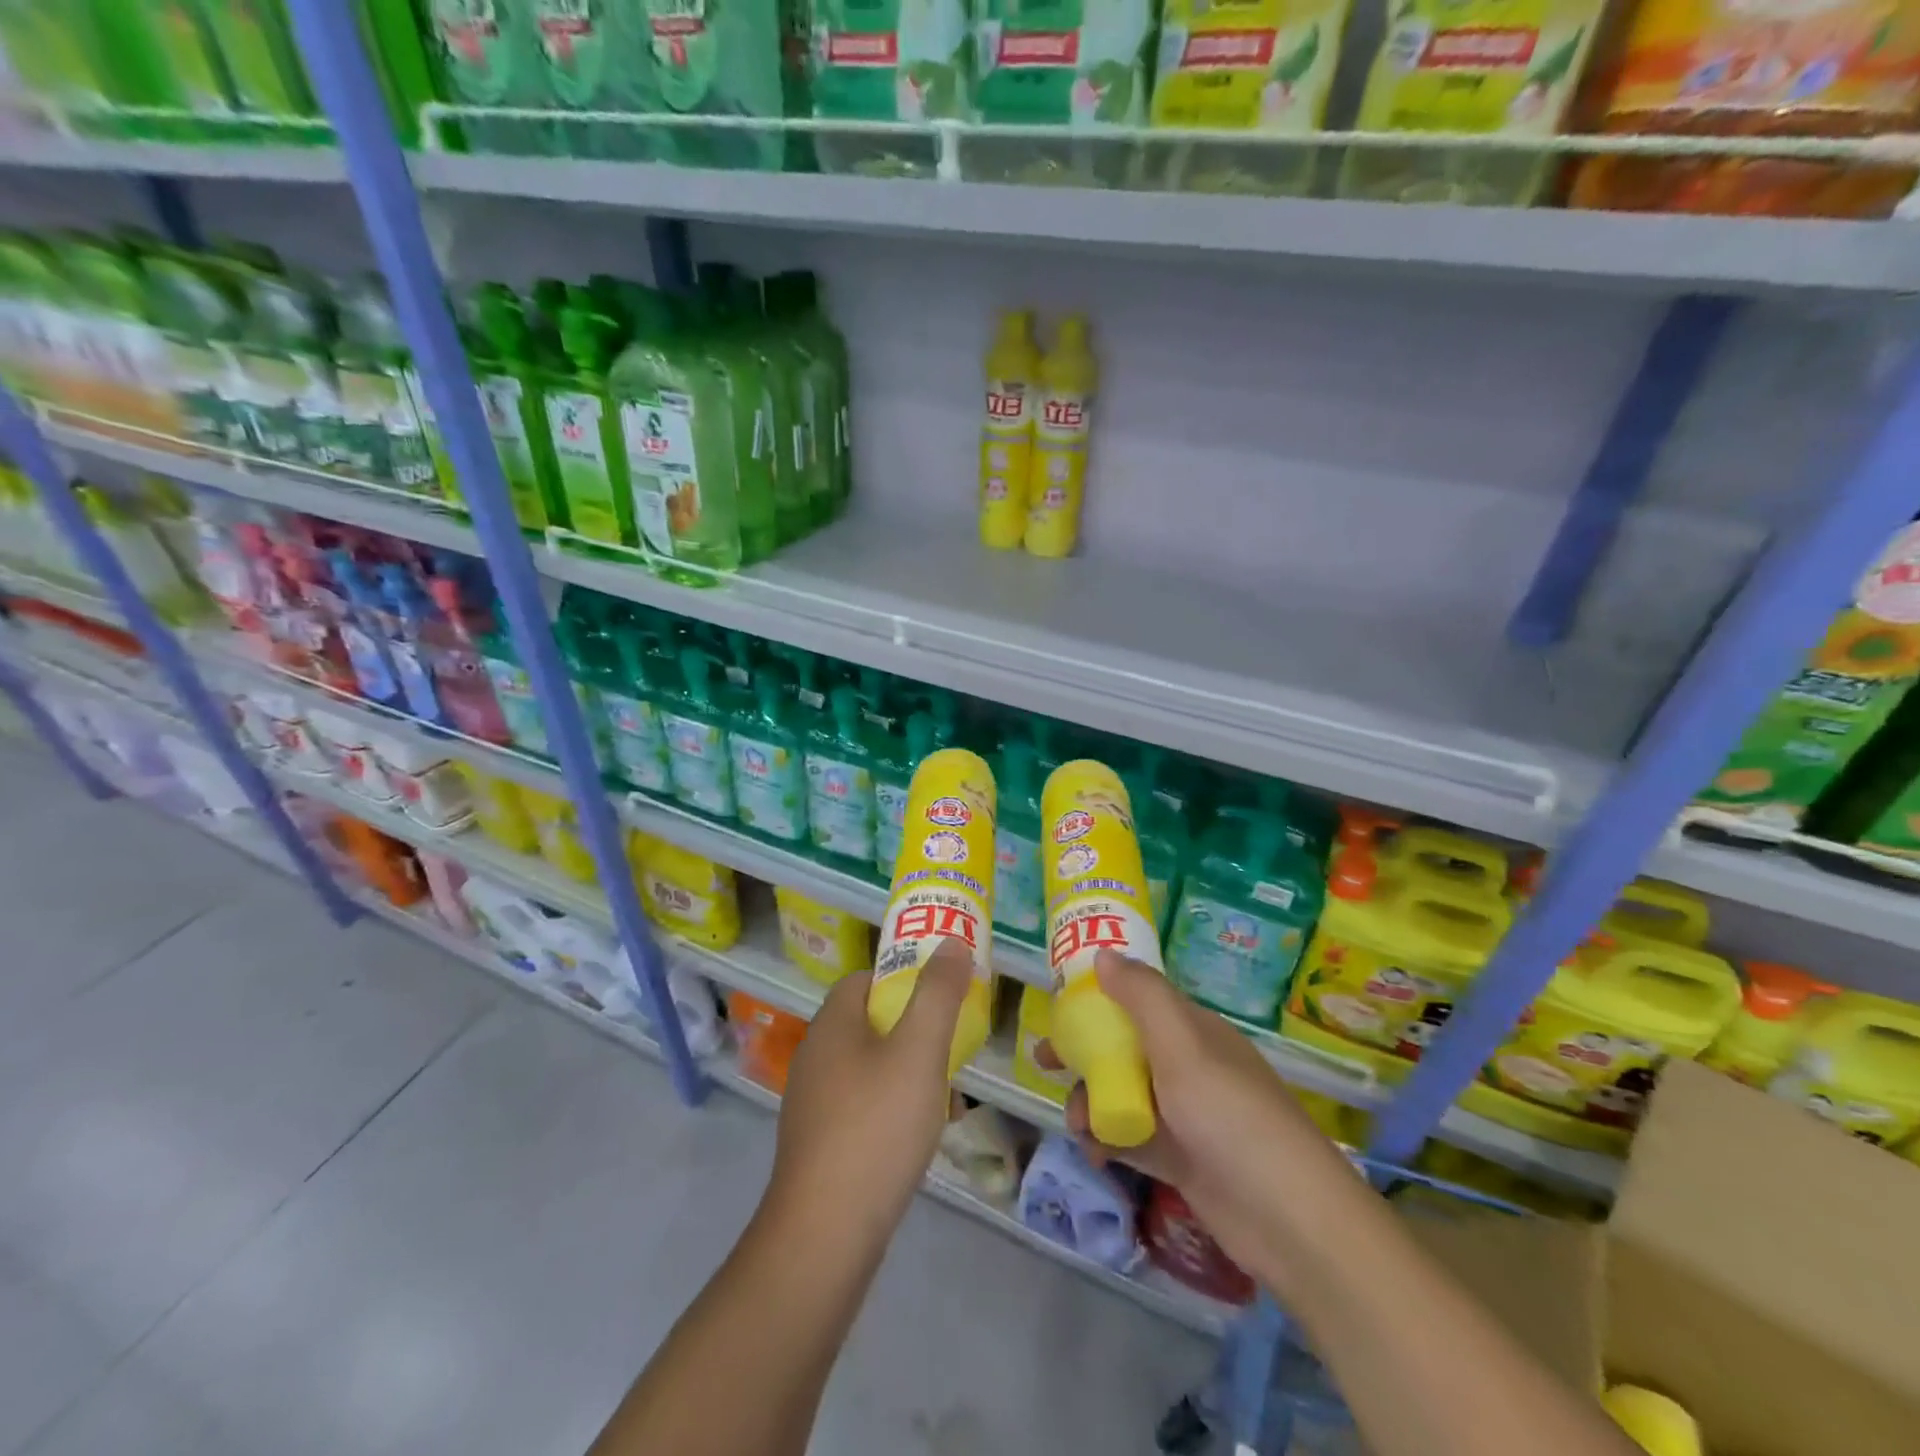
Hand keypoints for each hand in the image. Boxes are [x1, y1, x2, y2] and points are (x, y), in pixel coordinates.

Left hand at [766, 938, 970, 1248]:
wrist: (825, 1233)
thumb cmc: (876, 1126)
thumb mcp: (919, 1051)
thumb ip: (937, 994)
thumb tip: (951, 943)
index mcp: (832, 1024)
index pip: (864, 979)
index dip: (903, 980)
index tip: (940, 1000)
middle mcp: (814, 1055)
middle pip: (868, 1022)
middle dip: (912, 1030)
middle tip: (949, 1049)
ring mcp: (810, 1102)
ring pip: (867, 1067)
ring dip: (905, 1072)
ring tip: (943, 1096)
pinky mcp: (816, 1143)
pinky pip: (860, 1106)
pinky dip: (889, 1108)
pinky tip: (914, 1136)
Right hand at [1039, 949, 1361, 1300]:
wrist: (1289, 1219)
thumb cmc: (1230, 1115)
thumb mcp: (1182, 1045)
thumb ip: (1142, 996)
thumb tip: (1103, 953)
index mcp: (1193, 1030)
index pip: (1138, 999)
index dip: (1097, 998)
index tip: (1057, 1005)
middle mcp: (1187, 1065)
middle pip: (1124, 1046)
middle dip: (1083, 1052)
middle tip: (1044, 1062)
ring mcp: (1184, 1114)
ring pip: (1122, 1093)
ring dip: (1092, 1101)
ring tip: (1078, 1124)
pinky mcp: (1180, 1159)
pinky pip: (1131, 1137)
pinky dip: (1108, 1140)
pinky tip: (1094, 1152)